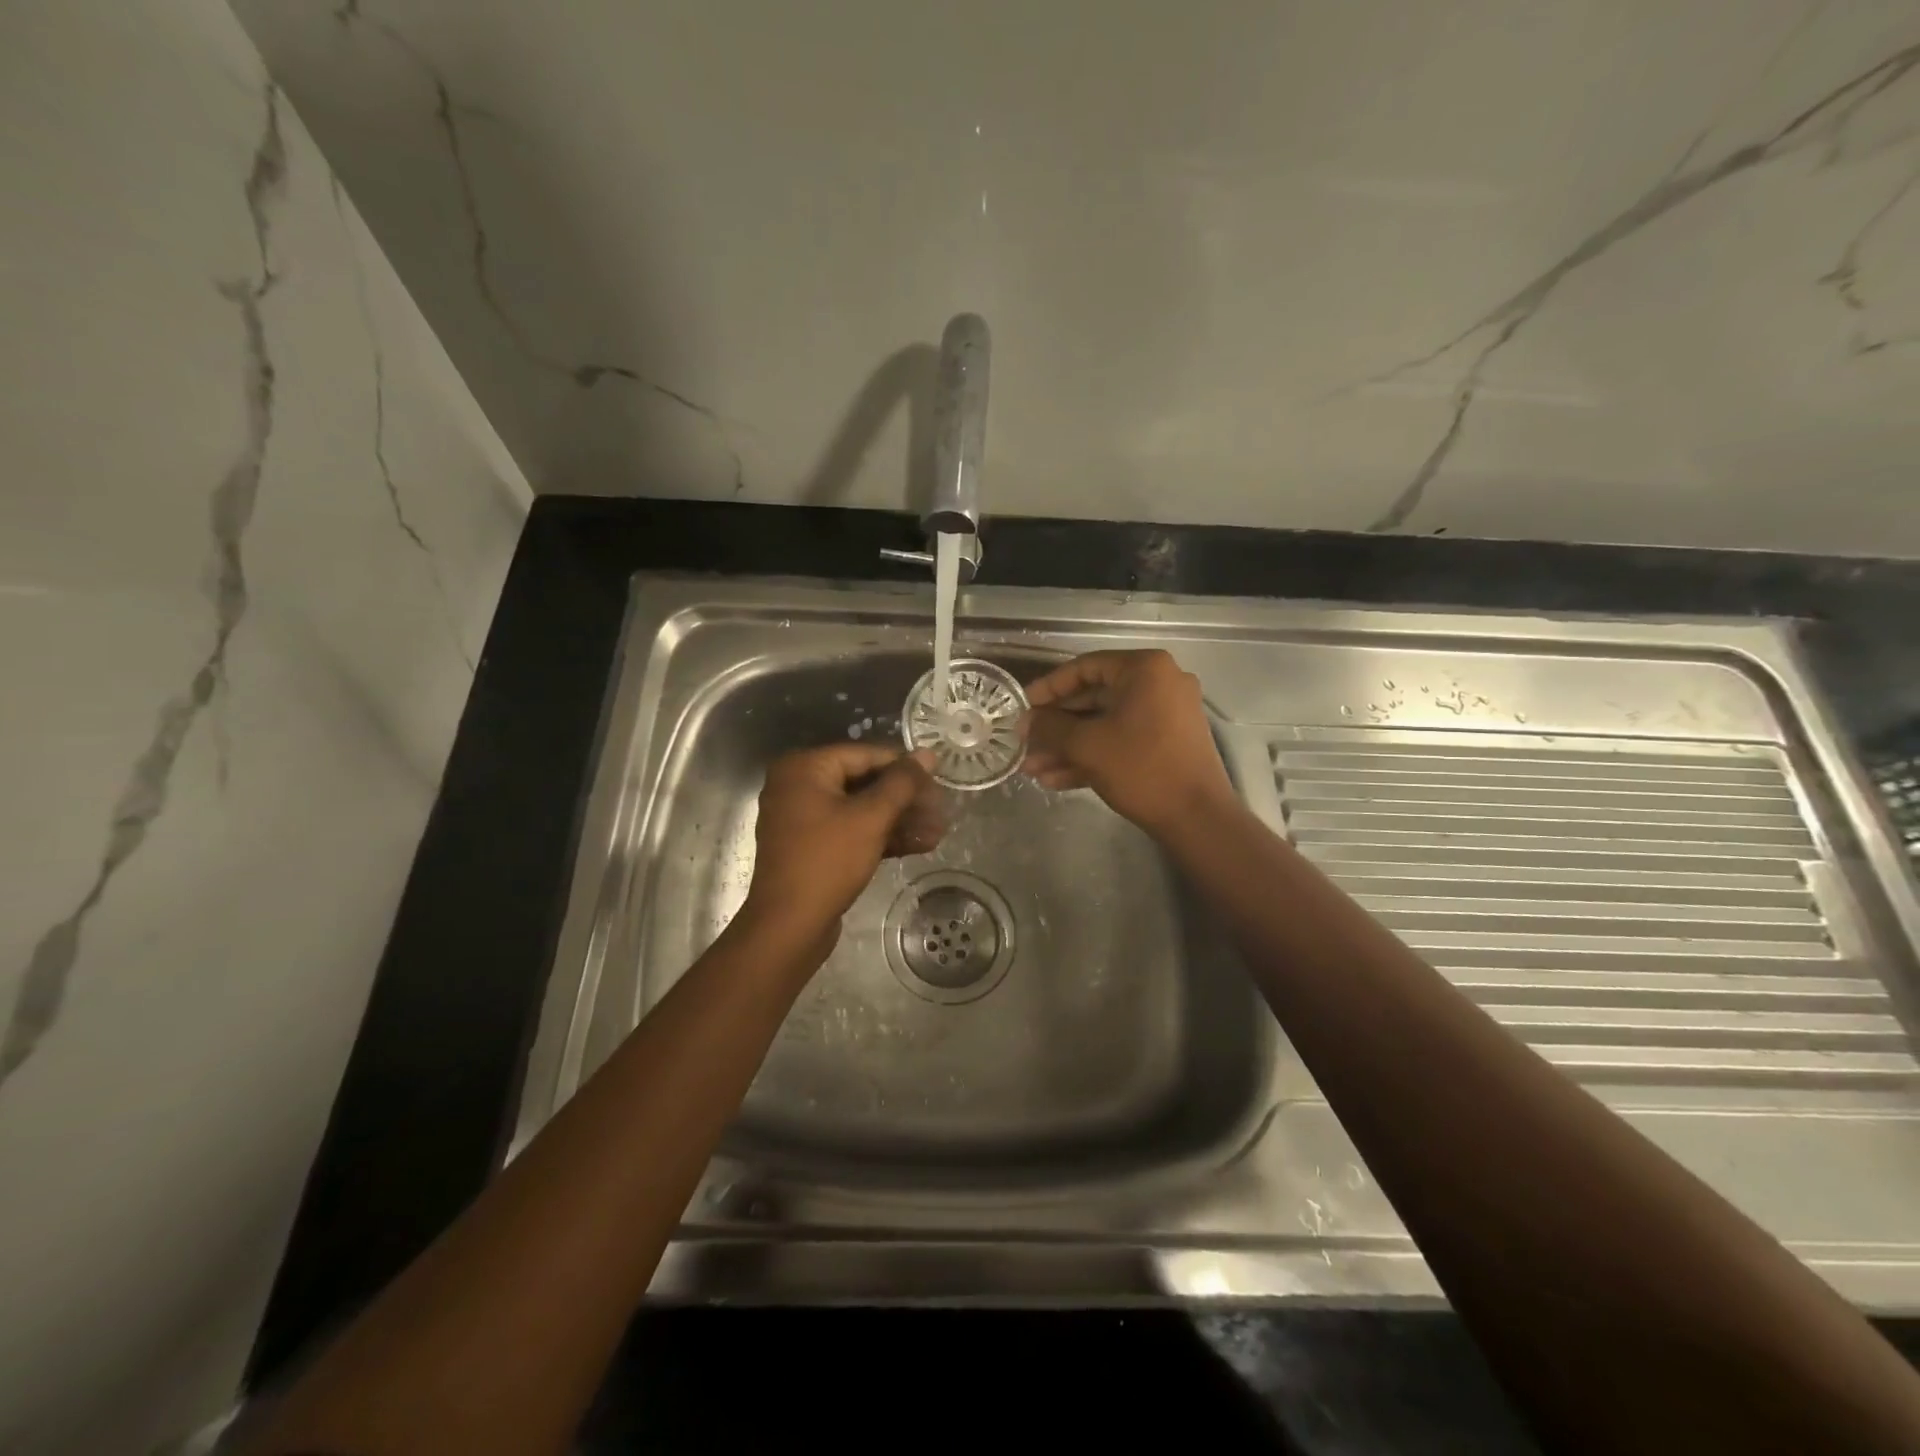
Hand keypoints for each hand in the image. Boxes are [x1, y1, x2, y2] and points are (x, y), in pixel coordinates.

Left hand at [741, 744, 944, 946]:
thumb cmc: (827, 861)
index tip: (939, 780)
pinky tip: (920, 845)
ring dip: (899, 820)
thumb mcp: (870, 818)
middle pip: (864, 782)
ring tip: (939, 831)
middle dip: (906, 799)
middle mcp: (798, 786)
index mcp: (804, 768)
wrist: (788, 927)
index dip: (905, 767)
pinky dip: (881, 836)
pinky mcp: (812, 847)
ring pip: (860, 809)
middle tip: (941, 810)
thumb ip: (902, 783)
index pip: (865, 755)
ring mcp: (803, 818)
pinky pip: (851, 831)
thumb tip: (928, 754)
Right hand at [1022, 649, 1234, 835]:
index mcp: (1144, 670)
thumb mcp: (1087, 745)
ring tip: (1032, 769)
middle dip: (1055, 726)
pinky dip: (1091, 756)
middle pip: (1093, 698)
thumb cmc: (1141, 768)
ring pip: (1104, 724)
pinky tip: (1055, 780)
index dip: (1047, 688)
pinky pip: (1121, 741)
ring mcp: (1165, 715)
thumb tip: (1026, 721)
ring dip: (1068, 746)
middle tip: (1024, 742)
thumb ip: (1050, 727)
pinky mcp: (1166, 744)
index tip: (1021, 707)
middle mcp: (1158, 684)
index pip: (1084, 668)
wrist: (1197, 818)